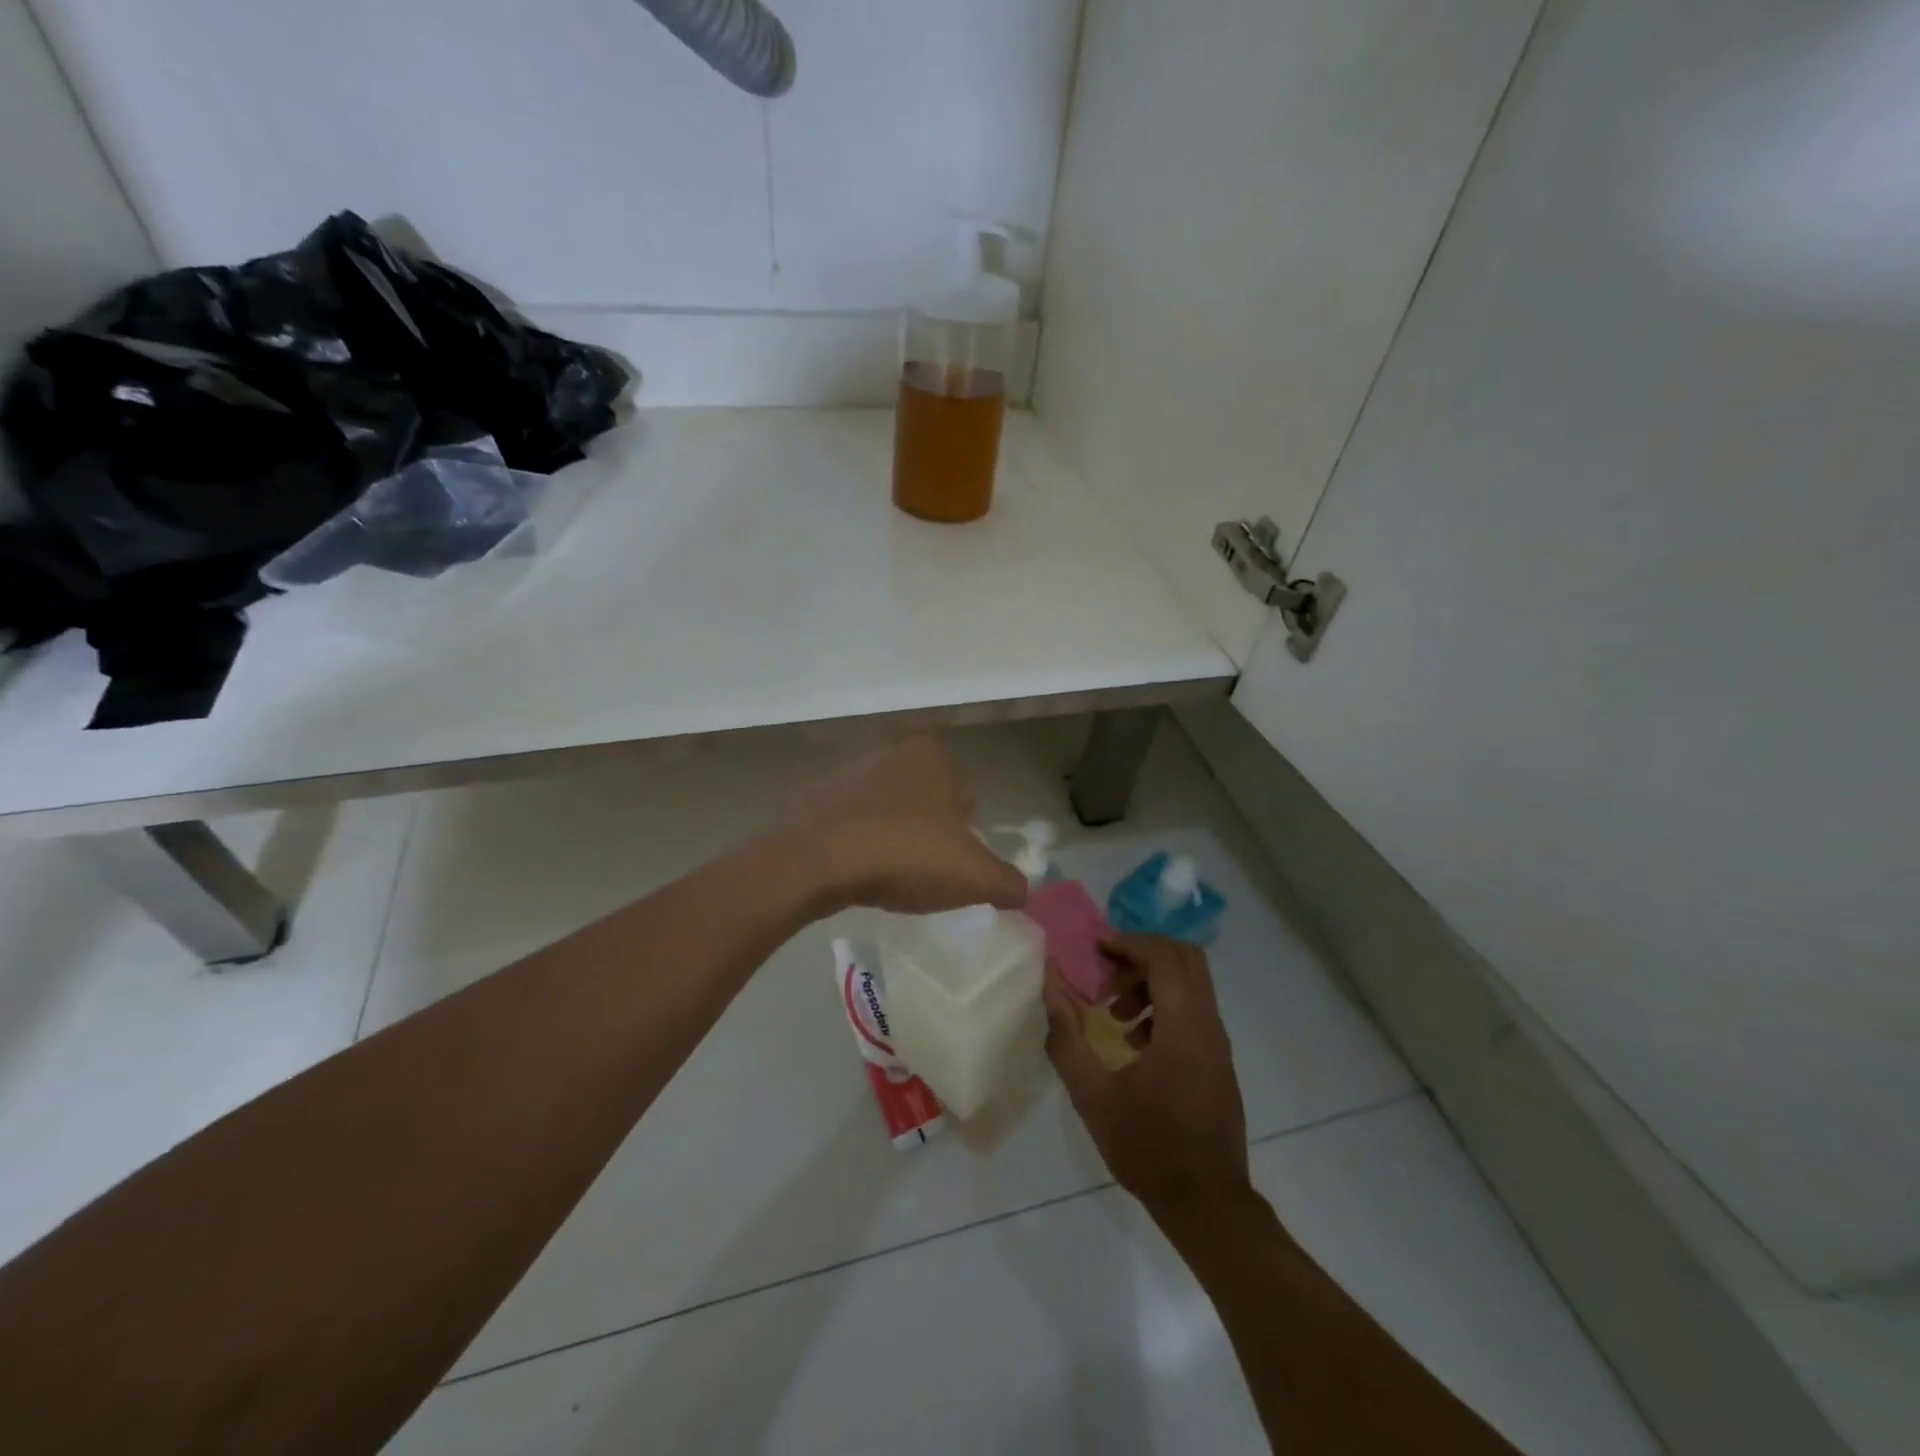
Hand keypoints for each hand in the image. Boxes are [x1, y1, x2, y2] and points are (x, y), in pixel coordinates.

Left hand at [785, 736, 1028, 915]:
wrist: (814, 862)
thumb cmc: (905, 854)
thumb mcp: (975, 876)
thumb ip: (1009, 882)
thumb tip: (1021, 891)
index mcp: (930, 756)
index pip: (964, 797)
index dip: (966, 835)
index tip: (955, 866)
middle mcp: (889, 754)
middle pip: (927, 804)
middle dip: (931, 837)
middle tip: (927, 876)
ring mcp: (847, 774)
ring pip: (889, 815)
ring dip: (895, 843)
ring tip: (892, 879)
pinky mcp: (815, 801)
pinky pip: (853, 828)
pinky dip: (861, 849)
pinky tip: (859, 876)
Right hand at [1045, 935, 1250, 1216]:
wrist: (1207, 1205)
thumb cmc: (1147, 1148)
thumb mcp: (1092, 1095)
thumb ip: (1067, 1035)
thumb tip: (1049, 985)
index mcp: (1183, 1028)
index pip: (1164, 958)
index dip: (1128, 944)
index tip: (1095, 951)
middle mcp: (1208, 1026)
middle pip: (1186, 959)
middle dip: (1142, 955)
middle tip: (1105, 971)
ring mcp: (1218, 1044)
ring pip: (1191, 984)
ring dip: (1151, 982)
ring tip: (1113, 1014)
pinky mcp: (1218, 1060)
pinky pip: (1193, 1010)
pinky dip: (1163, 1006)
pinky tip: (1134, 1043)